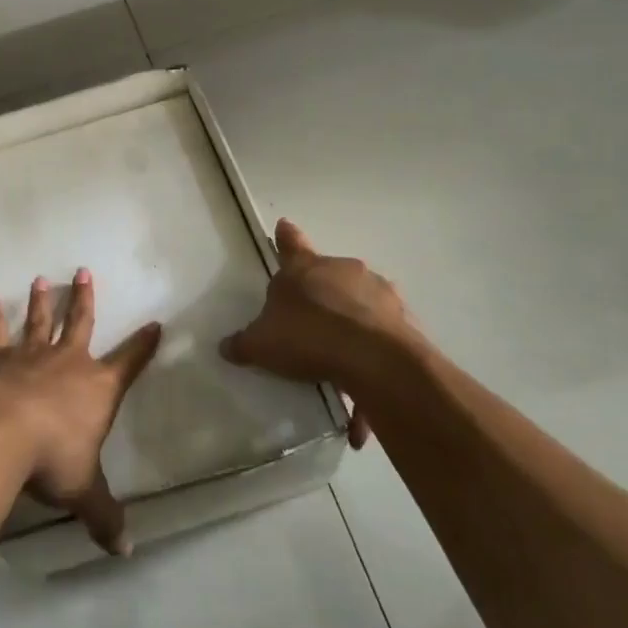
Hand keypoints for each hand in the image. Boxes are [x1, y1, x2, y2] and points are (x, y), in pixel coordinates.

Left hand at [0, 269, 161, 555]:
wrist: (1, 434)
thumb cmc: (52, 459)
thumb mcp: (83, 491)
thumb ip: (104, 516)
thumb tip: (126, 550)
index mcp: (97, 388)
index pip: (129, 363)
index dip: (143, 345)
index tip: (155, 324)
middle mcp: (67, 362)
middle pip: (79, 323)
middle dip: (84, 299)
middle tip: (84, 272)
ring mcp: (30, 355)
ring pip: (38, 320)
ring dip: (40, 300)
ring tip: (41, 279)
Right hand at [220, 219, 418, 447]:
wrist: (372, 357)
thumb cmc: (307, 336)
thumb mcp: (262, 345)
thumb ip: (243, 344)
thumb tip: (225, 346)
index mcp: (304, 268)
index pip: (290, 245)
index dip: (286, 238)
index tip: (284, 226)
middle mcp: (342, 270)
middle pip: (328, 276)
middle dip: (321, 294)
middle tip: (311, 324)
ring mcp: (377, 291)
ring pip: (360, 304)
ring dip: (351, 325)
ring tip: (340, 368)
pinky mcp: (402, 318)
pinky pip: (382, 335)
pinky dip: (372, 358)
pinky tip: (363, 400)